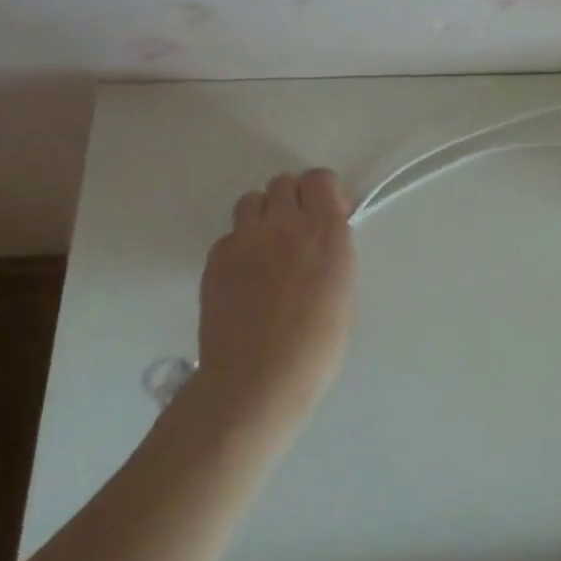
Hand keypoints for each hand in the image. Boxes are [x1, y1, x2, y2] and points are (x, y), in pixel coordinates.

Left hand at [191, 168, 357, 439]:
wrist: (257, 382)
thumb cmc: (316, 347)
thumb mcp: (344, 292)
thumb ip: (333, 253)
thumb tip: (322, 240)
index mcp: (326, 232)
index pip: (320, 179)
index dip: (324, 192)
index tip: (329, 213)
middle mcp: (285, 225)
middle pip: (284, 183)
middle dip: (294, 199)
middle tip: (298, 230)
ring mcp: (245, 240)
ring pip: (252, 200)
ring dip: (264, 214)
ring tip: (269, 246)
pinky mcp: (216, 259)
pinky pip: (230, 235)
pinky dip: (240, 245)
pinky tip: (246, 274)